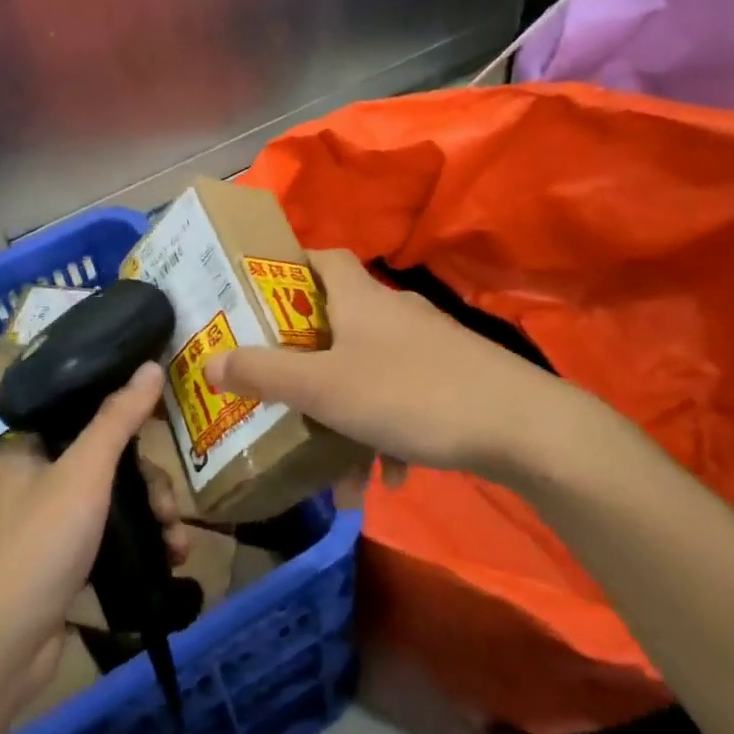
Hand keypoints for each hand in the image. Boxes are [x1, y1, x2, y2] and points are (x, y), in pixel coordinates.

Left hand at [0, 363, 171, 715]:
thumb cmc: (38, 547)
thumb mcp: (83, 474)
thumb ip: (118, 419)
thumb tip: (151, 364)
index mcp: (32, 449)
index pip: (87, 414)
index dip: (128, 416)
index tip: (166, 425)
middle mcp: (39, 481)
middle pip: (110, 463)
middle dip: (151, 485)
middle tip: (170, 510)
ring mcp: (52, 526)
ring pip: (116, 504)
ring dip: (154, 520)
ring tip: (178, 547)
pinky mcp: (65, 566)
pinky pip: (113, 542)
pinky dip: (142, 548)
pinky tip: (169, 563)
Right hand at [203, 249, 572, 487]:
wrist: (523, 427)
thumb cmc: (409, 393)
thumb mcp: (323, 388)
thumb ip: (264, 375)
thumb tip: (210, 362)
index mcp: (359, 298)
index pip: (320, 257)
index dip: (288, 267)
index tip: (258, 296)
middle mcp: (392, 312)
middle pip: (338, 319)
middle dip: (306, 354)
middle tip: (276, 380)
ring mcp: (428, 346)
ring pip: (368, 368)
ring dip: (345, 408)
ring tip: (329, 458)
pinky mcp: (455, 378)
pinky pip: (403, 398)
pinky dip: (386, 430)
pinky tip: (387, 476)